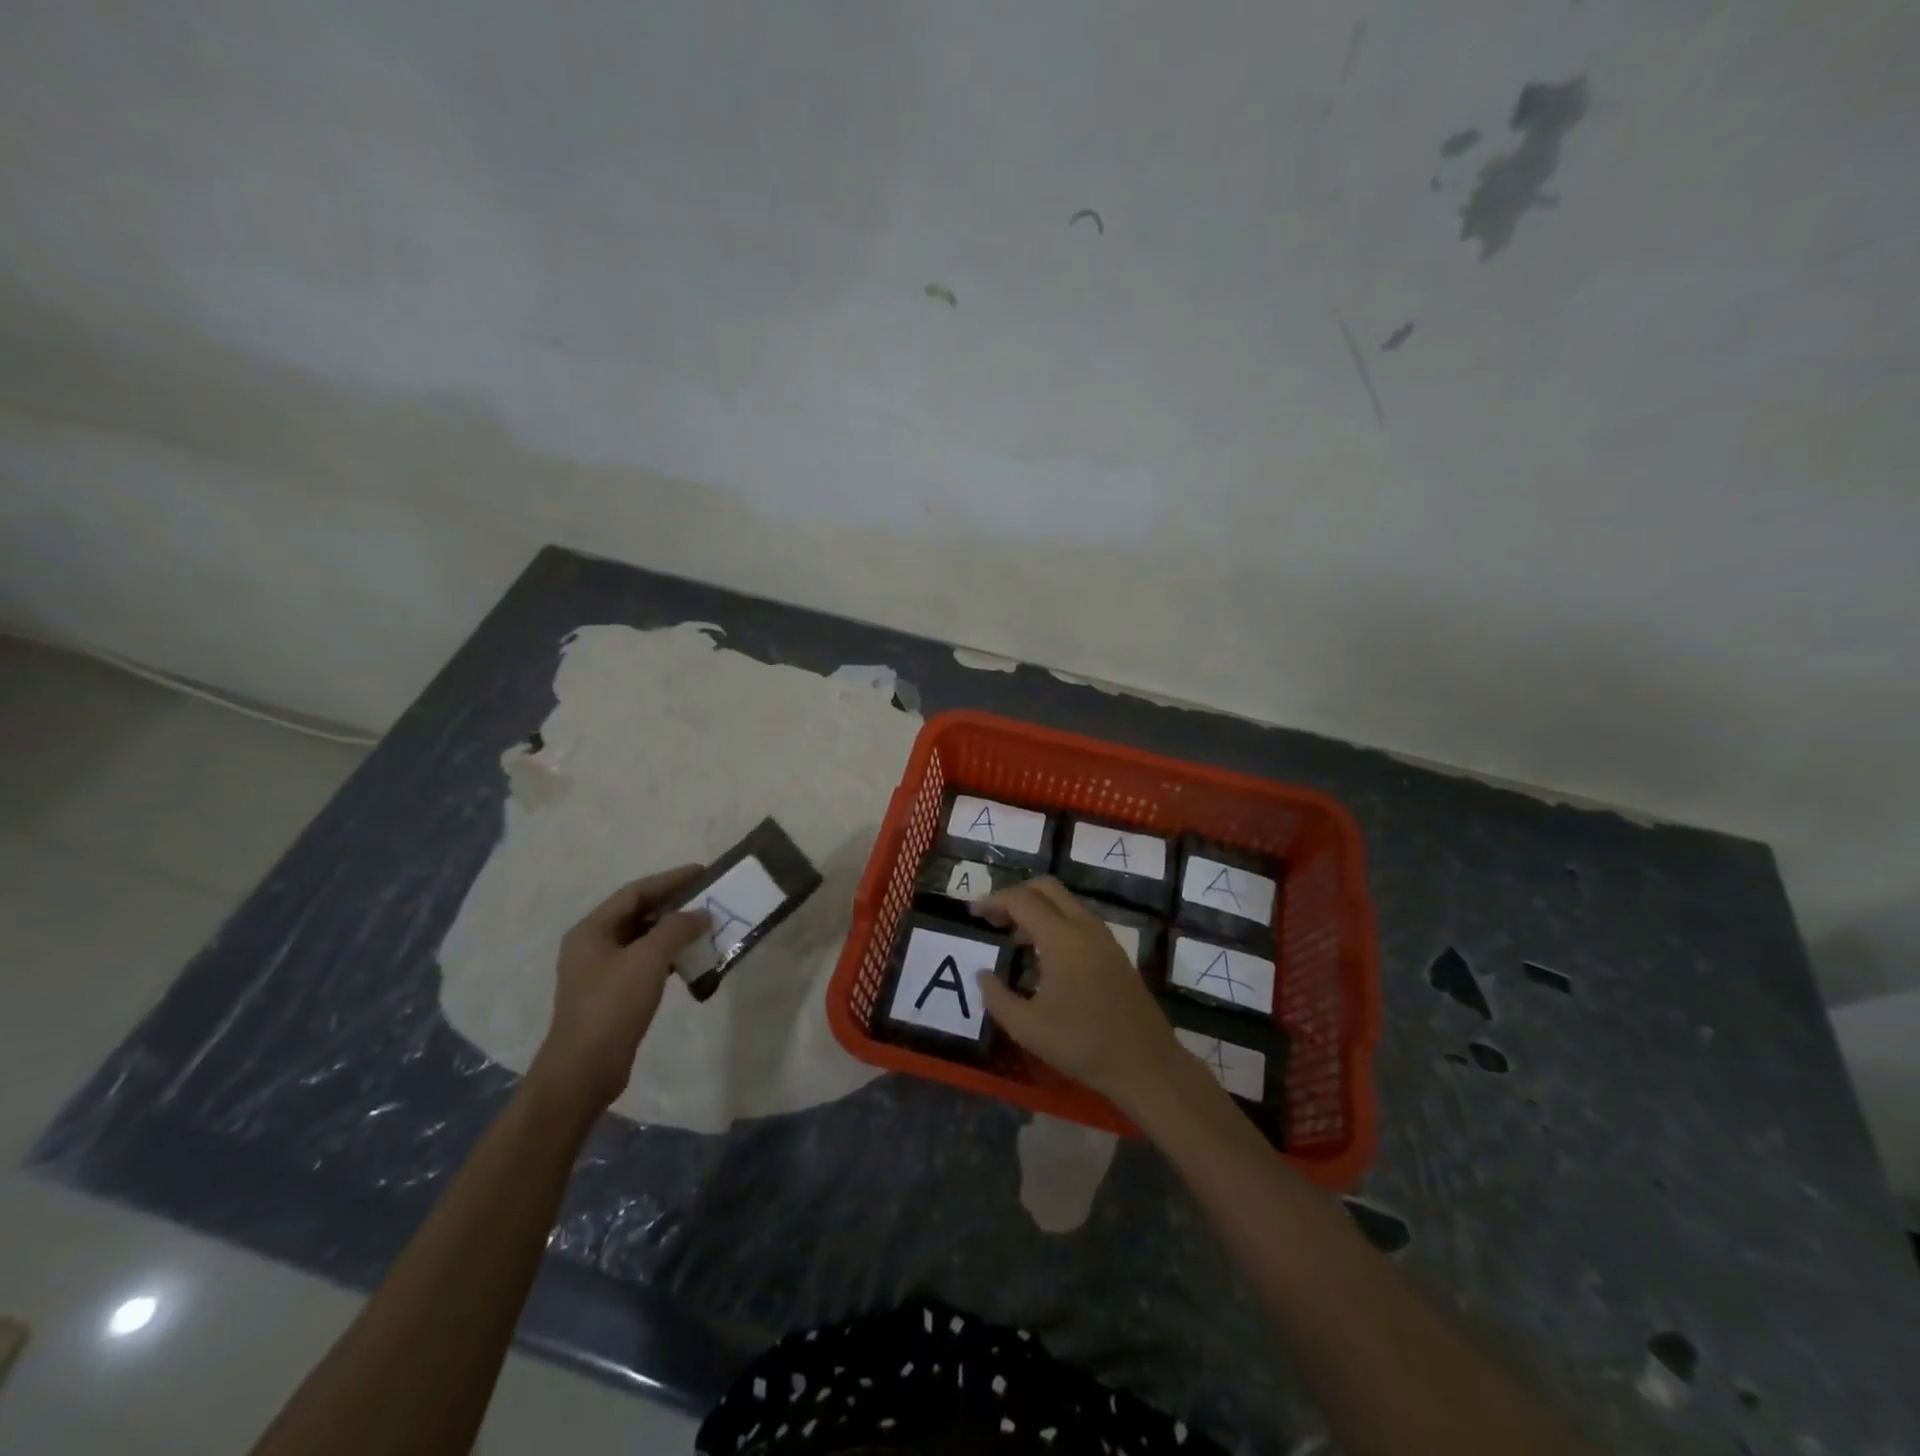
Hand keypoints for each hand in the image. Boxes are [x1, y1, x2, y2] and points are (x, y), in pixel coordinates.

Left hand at [531, 864, 709, 1113]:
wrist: (584, 1069)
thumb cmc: (612, 1005)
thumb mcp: (648, 959)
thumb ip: (676, 929)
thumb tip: (700, 914)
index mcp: (591, 930)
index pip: (635, 892)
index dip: (670, 880)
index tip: (701, 872)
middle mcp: (592, 945)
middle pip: (637, 914)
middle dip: (672, 904)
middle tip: (706, 897)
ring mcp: (600, 972)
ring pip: (642, 939)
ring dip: (672, 931)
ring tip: (704, 926)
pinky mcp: (612, 995)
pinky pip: (643, 963)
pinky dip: (667, 956)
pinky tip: (689, 959)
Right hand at [975, 878, 1187, 1112]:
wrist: (1146, 1064)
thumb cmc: (1082, 1044)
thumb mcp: (1027, 1027)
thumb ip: (997, 997)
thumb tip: (982, 974)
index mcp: (1062, 937)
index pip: (1022, 900)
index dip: (994, 901)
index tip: (973, 913)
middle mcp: (1085, 927)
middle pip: (1047, 888)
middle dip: (1016, 895)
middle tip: (994, 918)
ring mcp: (1105, 938)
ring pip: (1066, 903)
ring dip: (1037, 909)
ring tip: (1014, 938)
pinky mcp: (1115, 952)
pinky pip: (1079, 921)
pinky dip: (1056, 923)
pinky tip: (1044, 956)